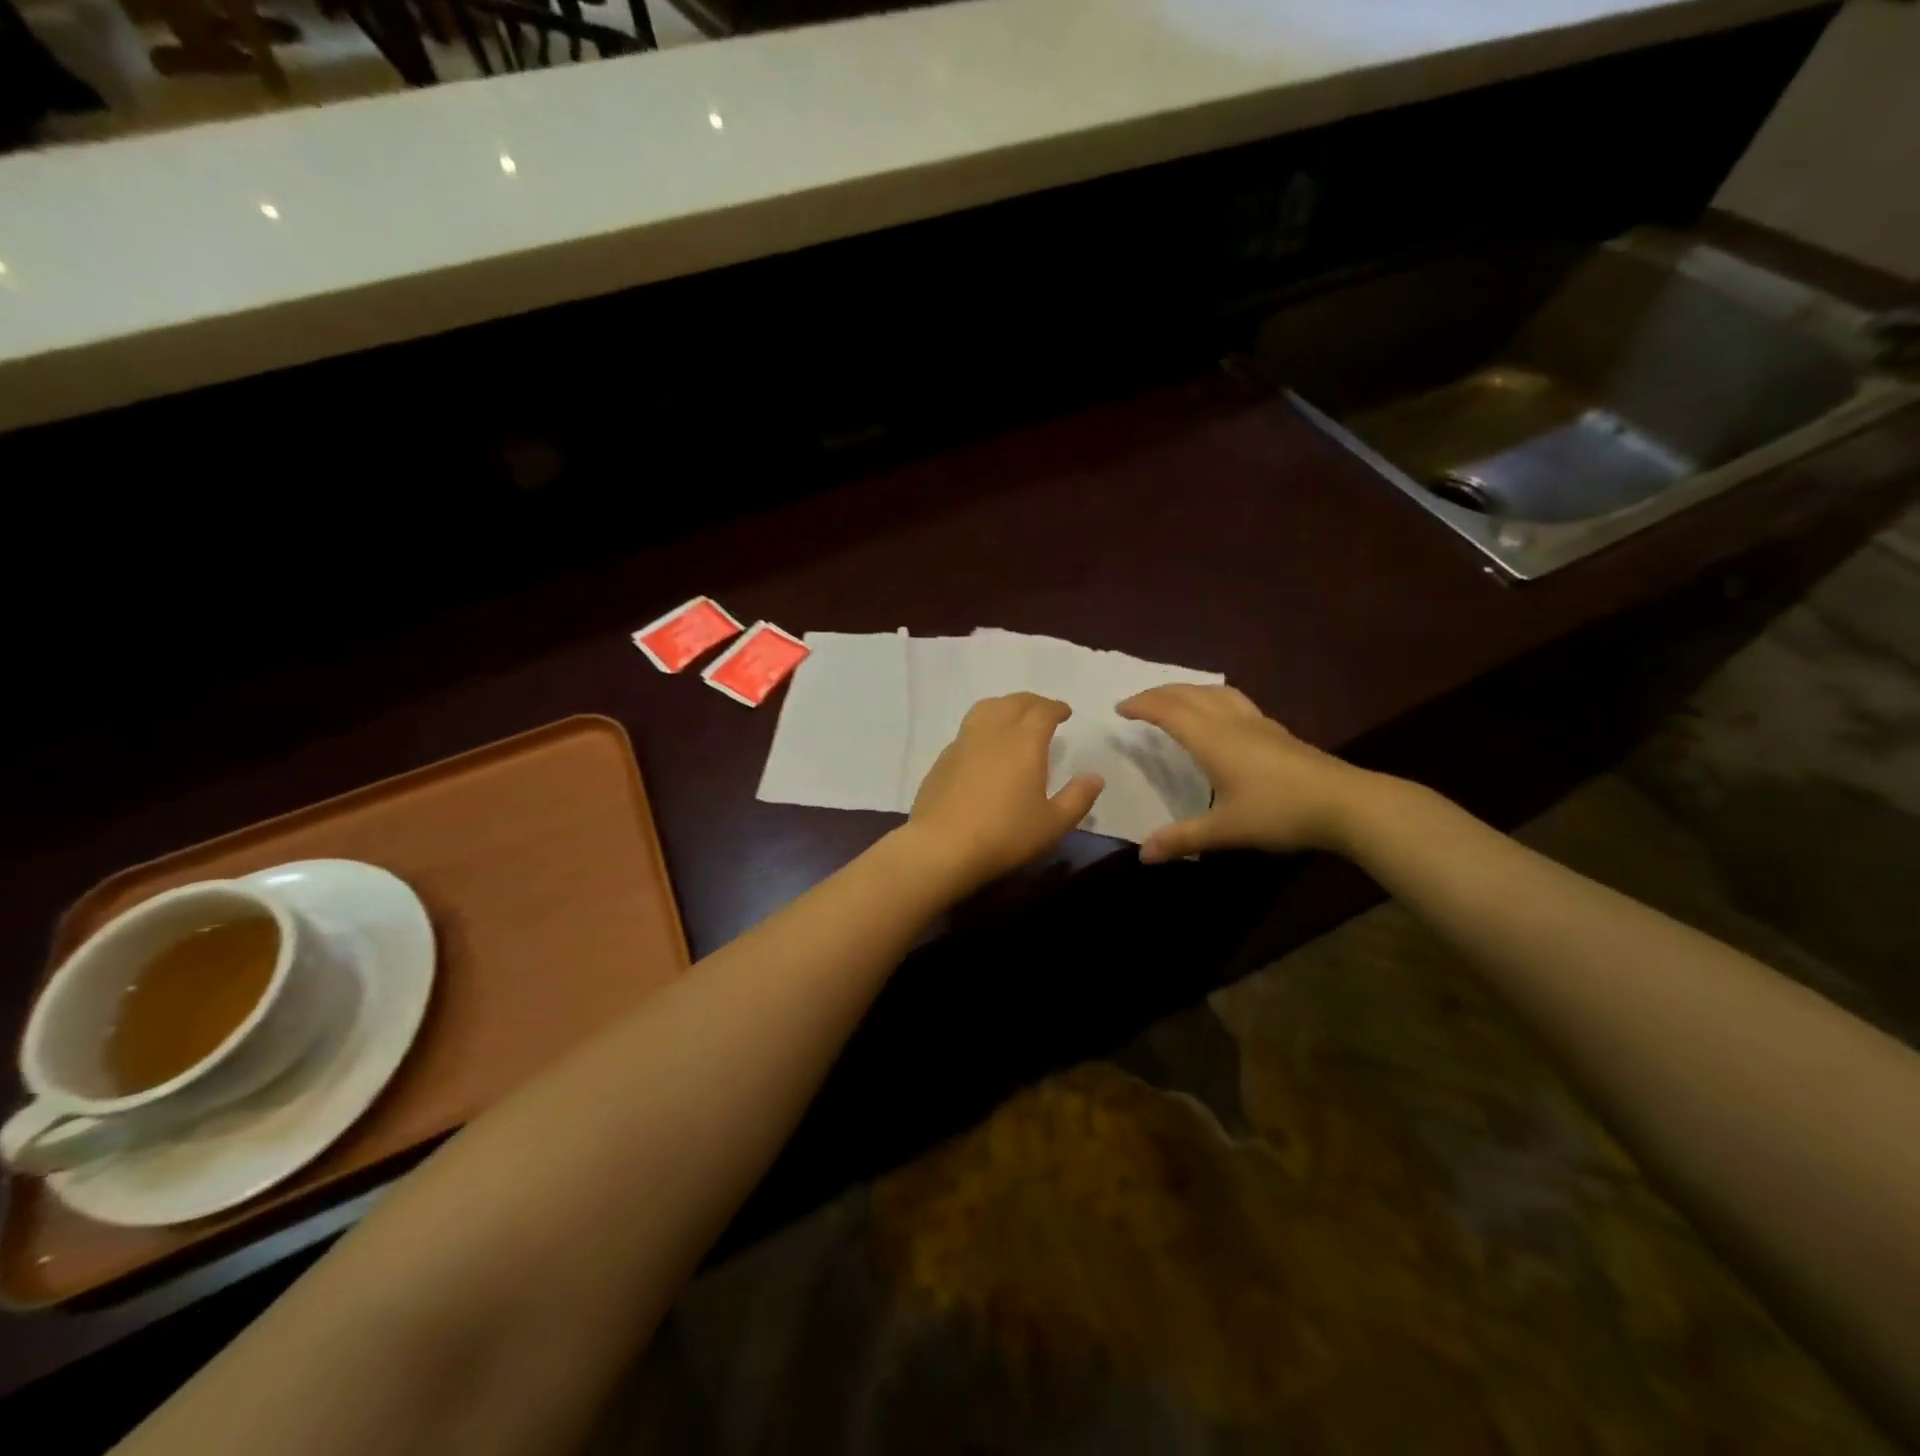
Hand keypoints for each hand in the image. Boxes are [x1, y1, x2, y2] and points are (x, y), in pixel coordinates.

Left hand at [904, 693, 1103, 892]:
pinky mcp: (943, 758)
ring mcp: (963, 742)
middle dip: (1032, 702)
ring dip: (1004, 706)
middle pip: (1014, 702)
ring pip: (986, 708)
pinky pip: (967, 730)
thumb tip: (1095, 777)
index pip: (1043, 710)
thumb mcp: (1053, 824)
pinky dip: (983, 727)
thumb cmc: (1005, 834)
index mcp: (1025, 741)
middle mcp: (993, 732)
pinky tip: (985, 747)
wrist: (942, 846)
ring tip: (1013, 719)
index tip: (1065, 713)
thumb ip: (1078, 798)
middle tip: (1043, 712)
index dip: (1056, 708)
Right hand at [1116, 685, 1383, 862]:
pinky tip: (1221, 717)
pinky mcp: (1277, 732)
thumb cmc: (1279, 812)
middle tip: (1139, 702)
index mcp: (1212, 739)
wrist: (1346, 803)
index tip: (1120, 709)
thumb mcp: (1225, 830)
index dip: (1141, 705)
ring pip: (1215, 692)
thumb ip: (1182, 839)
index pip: (1168, 711)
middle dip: (1160, 693)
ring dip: (1188, 691)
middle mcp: (1231, 722)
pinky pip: (1235, 701)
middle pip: (1189, 694)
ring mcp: (1258, 723)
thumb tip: (1143, 855)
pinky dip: (1213, 699)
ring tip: (1175, 700)